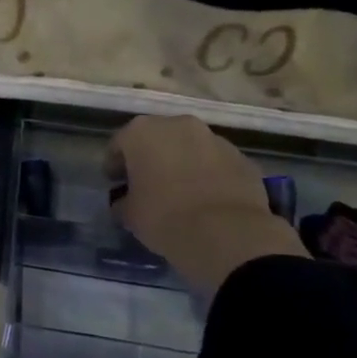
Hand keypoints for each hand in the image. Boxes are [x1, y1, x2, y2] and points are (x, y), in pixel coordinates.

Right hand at [106, 115, 305, 298]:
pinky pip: (216, 163)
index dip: (115, 165)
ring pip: (190, 148)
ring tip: (180, 193)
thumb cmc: (163, 216)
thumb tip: (125, 202)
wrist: (225, 232)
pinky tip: (205, 200)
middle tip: (146, 185)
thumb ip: (123, 200)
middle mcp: (179, 125)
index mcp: (142, 132)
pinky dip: (208, 175)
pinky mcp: (242, 158)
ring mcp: (215, 139)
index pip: (119, 144)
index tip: (116, 183)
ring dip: (182, 164)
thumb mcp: (128, 213)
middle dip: (150, 158)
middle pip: (157, 139)